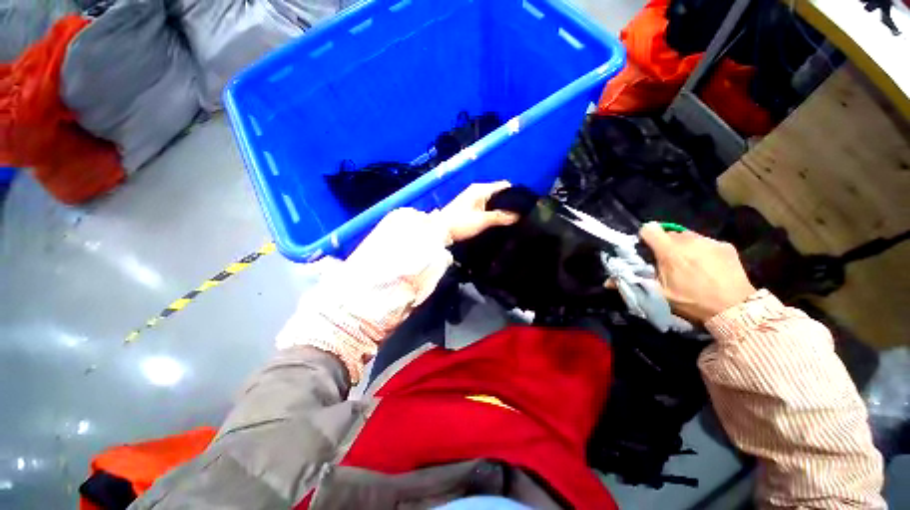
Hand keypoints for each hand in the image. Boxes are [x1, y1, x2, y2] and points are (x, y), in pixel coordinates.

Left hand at [439, 181, 519, 241]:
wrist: (440, 230)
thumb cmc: (460, 223)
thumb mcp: (482, 220)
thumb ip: (500, 217)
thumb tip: (518, 215)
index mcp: (481, 189)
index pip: (504, 185)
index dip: (515, 193)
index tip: (524, 204)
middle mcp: (477, 190)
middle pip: (499, 192)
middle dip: (508, 202)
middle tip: (520, 214)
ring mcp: (472, 198)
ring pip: (492, 199)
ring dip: (500, 207)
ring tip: (512, 218)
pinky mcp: (469, 206)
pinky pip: (486, 205)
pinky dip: (493, 210)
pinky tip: (498, 219)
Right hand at [640, 222, 756, 322]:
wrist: (735, 308)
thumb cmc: (692, 301)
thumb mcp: (660, 294)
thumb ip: (634, 283)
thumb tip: (606, 282)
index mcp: (669, 250)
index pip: (649, 229)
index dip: (644, 238)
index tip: (646, 250)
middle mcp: (688, 240)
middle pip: (669, 233)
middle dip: (665, 245)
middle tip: (668, 262)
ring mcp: (709, 241)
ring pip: (688, 236)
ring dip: (683, 246)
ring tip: (689, 264)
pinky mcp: (725, 245)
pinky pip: (706, 242)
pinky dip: (702, 250)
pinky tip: (708, 266)